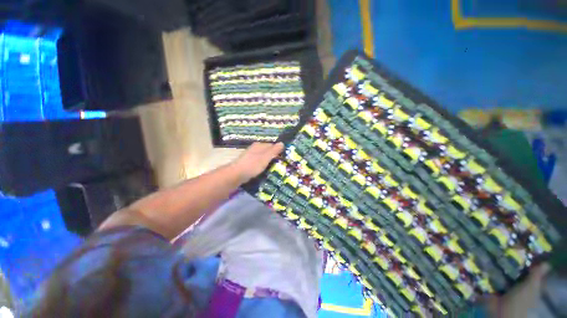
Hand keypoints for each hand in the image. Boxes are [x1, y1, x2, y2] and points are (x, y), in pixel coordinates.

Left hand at [231, 142, 284, 182]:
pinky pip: (259, 162)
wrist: (237, 174)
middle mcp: (255, 148)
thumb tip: (282, 143)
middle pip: (267, 151)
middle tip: (280, 165)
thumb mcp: (266, 157)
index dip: (279, 151)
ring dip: (268, 162)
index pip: (272, 145)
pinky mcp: (248, 162)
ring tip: (274, 169)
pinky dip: (263, 165)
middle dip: (273, 157)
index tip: (284, 159)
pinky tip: (264, 171)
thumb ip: (274, 150)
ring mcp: (251, 155)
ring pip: (263, 157)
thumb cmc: (253, 165)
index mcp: (259, 145)